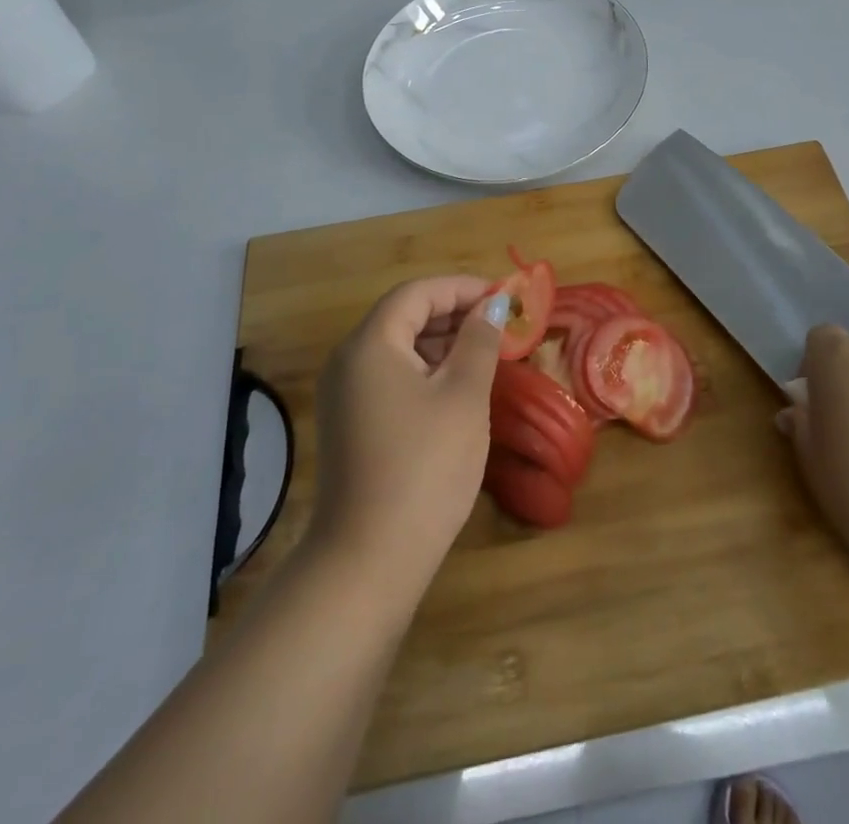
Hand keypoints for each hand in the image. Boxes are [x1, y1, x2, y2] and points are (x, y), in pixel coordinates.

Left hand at [310, 275, 499, 589]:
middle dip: (453, 313)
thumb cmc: (425, 467)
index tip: (503, 296)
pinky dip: (425, 370)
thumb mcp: (463, 396)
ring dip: (441, 342)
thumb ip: (479, 341)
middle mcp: (348, 361)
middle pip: (403, 316)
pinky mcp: (350, 424)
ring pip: (398, 348)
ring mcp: (345, 395)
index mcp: (370, 344)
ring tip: (486, 353)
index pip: (417, 293)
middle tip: (500, 324)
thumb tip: (493, 304)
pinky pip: (390, 377)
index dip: (461, 288)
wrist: (369, 560)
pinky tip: (456, 387)